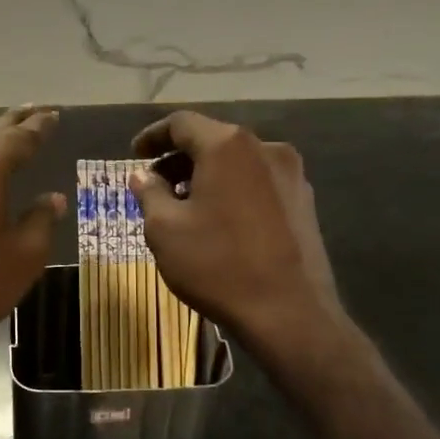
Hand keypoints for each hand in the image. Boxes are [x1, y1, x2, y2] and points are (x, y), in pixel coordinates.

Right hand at [130, 111, 345, 366]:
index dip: (153, 136)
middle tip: (155, 186)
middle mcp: (265, 148)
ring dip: (206, 176)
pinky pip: (258, 183)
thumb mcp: (165, 230)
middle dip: (179, 160)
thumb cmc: (218, 265)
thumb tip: (143, 175)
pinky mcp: (304, 201)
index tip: (135, 155)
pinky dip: (232, 190)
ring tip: (185, 207)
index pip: (182, 123)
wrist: (290, 314)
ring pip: (237, 163)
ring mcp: (291, 174)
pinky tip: (219, 221)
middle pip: (212, 140)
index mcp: (227, 145)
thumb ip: (149, 193)